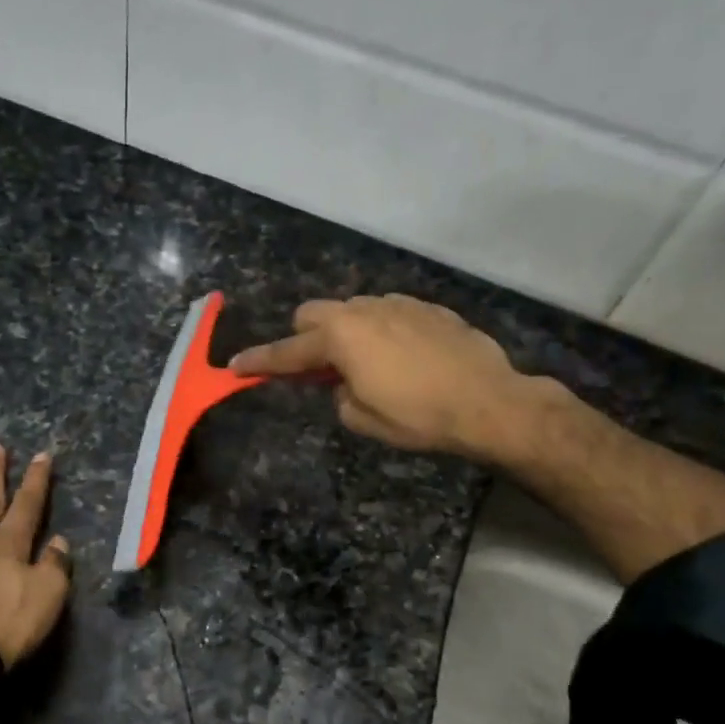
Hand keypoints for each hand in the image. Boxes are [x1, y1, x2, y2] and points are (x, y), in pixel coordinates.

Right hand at [229, 294, 557, 460]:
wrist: (489, 402)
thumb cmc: (419, 416)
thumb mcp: (364, 419)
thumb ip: (338, 394)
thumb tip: (343, 382)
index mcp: (340, 338)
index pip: (287, 352)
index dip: (259, 361)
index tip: (235, 365)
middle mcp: (363, 311)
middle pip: (313, 314)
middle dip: (305, 338)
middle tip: (319, 370)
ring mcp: (398, 304)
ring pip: (352, 310)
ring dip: (345, 333)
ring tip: (368, 365)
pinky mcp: (427, 307)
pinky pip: (388, 312)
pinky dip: (381, 331)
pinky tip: (404, 357)